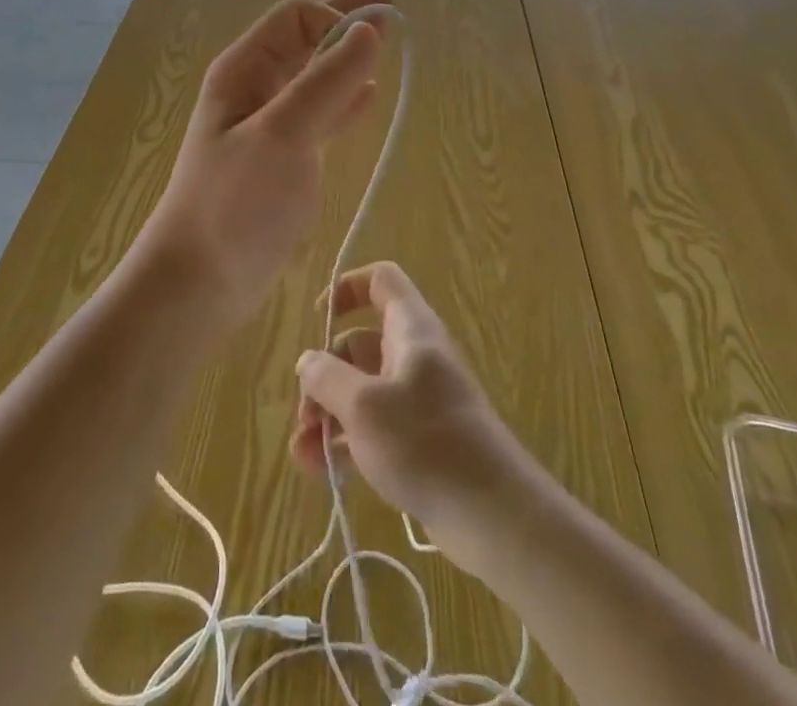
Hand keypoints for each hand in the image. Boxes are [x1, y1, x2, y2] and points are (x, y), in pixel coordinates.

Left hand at [141, 0, 390, 329]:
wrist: (200, 281)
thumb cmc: (235, 202)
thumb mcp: (282, 135)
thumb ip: (326, 82)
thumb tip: (368, 31)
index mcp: (243, 70)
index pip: (295, 17)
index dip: (336, 18)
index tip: (373, 42)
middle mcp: (255, 88)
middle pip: (306, 38)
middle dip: (346, 22)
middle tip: (391, 6)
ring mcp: (269, 124)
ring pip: (315, 76)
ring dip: (348, 60)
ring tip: (388, 48)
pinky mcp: (283, 158)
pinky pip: (320, 114)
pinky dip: (345, 101)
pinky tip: (370, 97)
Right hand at [291, 262, 532, 575]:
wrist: (493, 515)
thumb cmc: (426, 442)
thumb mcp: (364, 406)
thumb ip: (327, 377)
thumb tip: (308, 360)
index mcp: (410, 329)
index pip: (381, 280)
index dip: (347, 287)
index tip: (319, 317)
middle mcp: (414, 355)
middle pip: (359, 343)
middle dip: (324, 374)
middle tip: (305, 414)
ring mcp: (417, 399)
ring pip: (361, 390)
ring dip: (328, 414)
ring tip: (304, 452)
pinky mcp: (419, 440)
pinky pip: (373, 427)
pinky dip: (346, 441)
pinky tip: (320, 471)